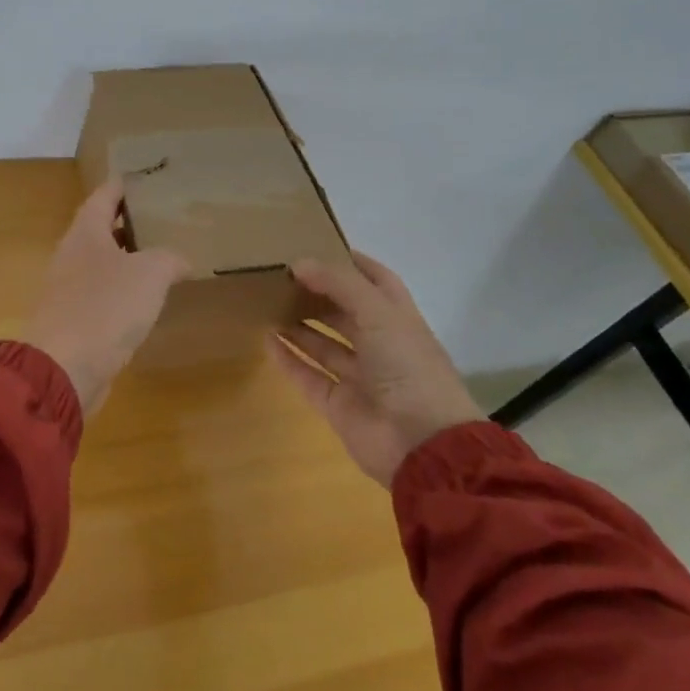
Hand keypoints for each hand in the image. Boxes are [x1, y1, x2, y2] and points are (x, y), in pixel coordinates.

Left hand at [23, 178, 191, 418]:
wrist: (63, 369)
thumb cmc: (104, 308)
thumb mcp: (149, 274)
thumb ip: (168, 258)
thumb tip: (179, 260)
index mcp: (85, 233)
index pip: (103, 196)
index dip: (122, 184)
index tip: (141, 176)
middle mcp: (72, 255)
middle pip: (100, 229)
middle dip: (128, 221)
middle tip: (161, 216)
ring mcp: (69, 290)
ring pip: (102, 263)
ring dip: (128, 258)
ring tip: (161, 255)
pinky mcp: (74, 321)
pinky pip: (102, 295)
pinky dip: (124, 291)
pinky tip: (146, 299)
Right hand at [267, 252, 484, 487]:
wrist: (422, 444)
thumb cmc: (408, 366)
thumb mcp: (378, 312)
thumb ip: (339, 284)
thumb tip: (299, 262)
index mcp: (399, 319)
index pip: (376, 281)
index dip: (351, 263)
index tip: (317, 245)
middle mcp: (380, 345)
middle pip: (345, 312)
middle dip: (317, 293)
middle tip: (281, 275)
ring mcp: (359, 377)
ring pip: (324, 344)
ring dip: (299, 325)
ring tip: (267, 302)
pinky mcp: (338, 405)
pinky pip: (309, 376)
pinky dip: (289, 359)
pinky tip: (267, 339)